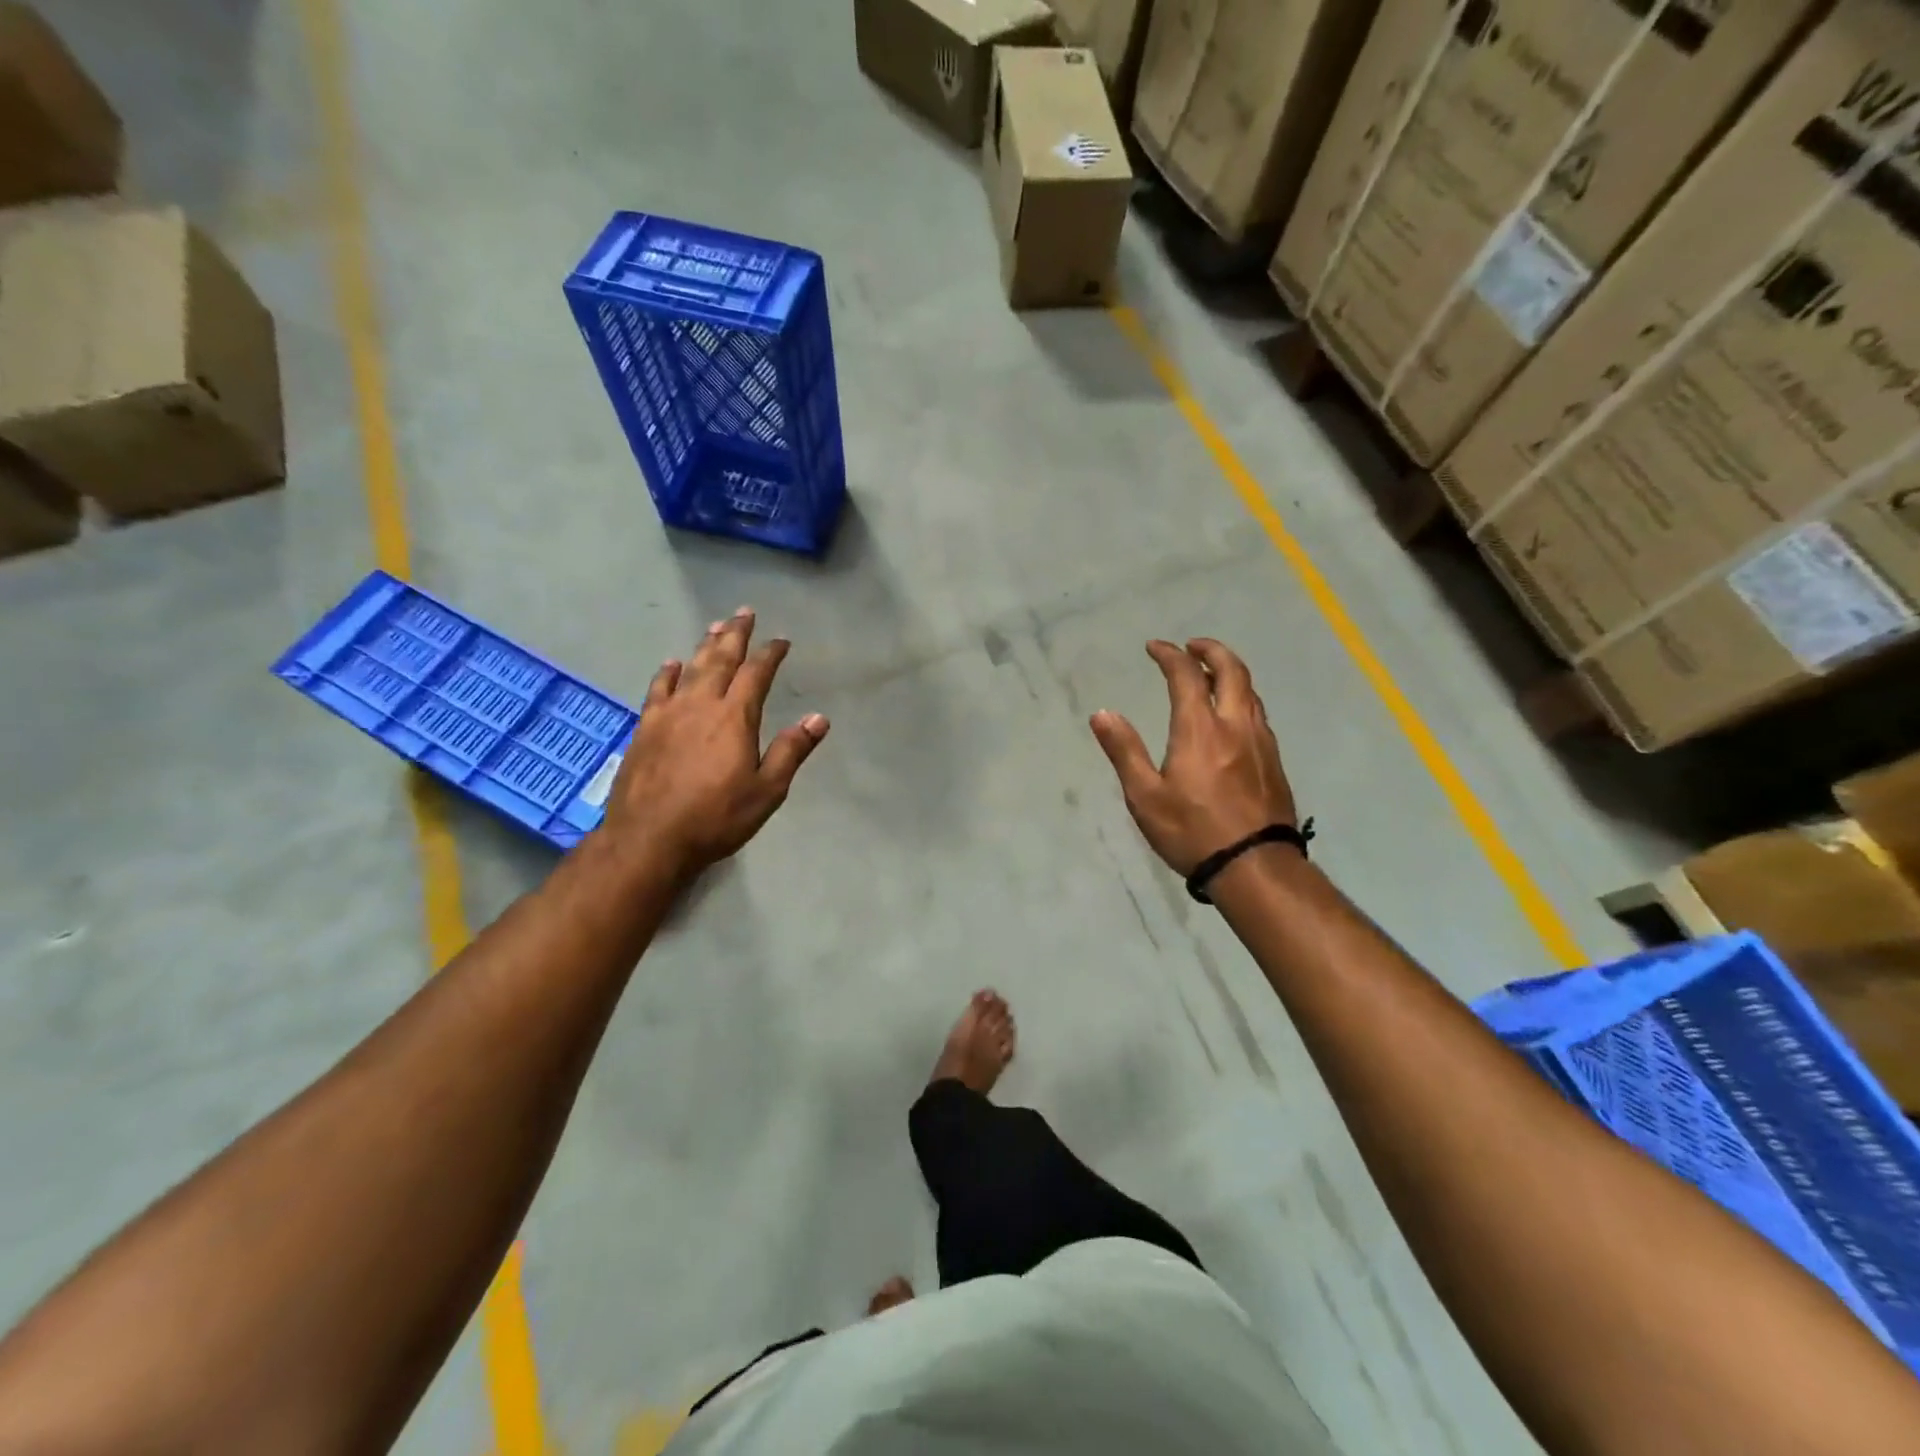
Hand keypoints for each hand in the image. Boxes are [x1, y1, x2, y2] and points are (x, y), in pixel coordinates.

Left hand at [602, 608, 828, 875]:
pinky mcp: (645, 728)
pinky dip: (667, 672)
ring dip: (704, 645)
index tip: (781, 641)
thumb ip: (791, 751)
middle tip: (744, 613)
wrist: (648, 839)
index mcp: (734, 717)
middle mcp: (700, 705)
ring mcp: (668, 714)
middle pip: (720, 659)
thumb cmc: (716, 818)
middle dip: (735, 635)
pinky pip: (657, 689)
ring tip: (715, 626)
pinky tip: (671, 664)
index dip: (770, 654)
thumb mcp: (766, 790)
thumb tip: (818, 717)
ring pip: (690, 668)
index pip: (756, 674)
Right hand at [1090, 639, 1296, 875]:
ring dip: (1229, 672)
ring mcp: (1260, 741)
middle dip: (1210, 650)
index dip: (1169, 655)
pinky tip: (1232, 714)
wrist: (1255, 866)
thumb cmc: (1192, 832)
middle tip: (1191, 646)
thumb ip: (1124, 751)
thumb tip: (1102, 714)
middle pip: (1231, 670)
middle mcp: (1235, 725)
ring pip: (1250, 690)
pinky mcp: (1273, 760)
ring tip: (1210, 674)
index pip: (1186, 675)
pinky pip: (1258, 713)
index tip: (1154, 647)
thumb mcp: (1145, 796)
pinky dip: (1242, 697)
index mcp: (1200, 729)